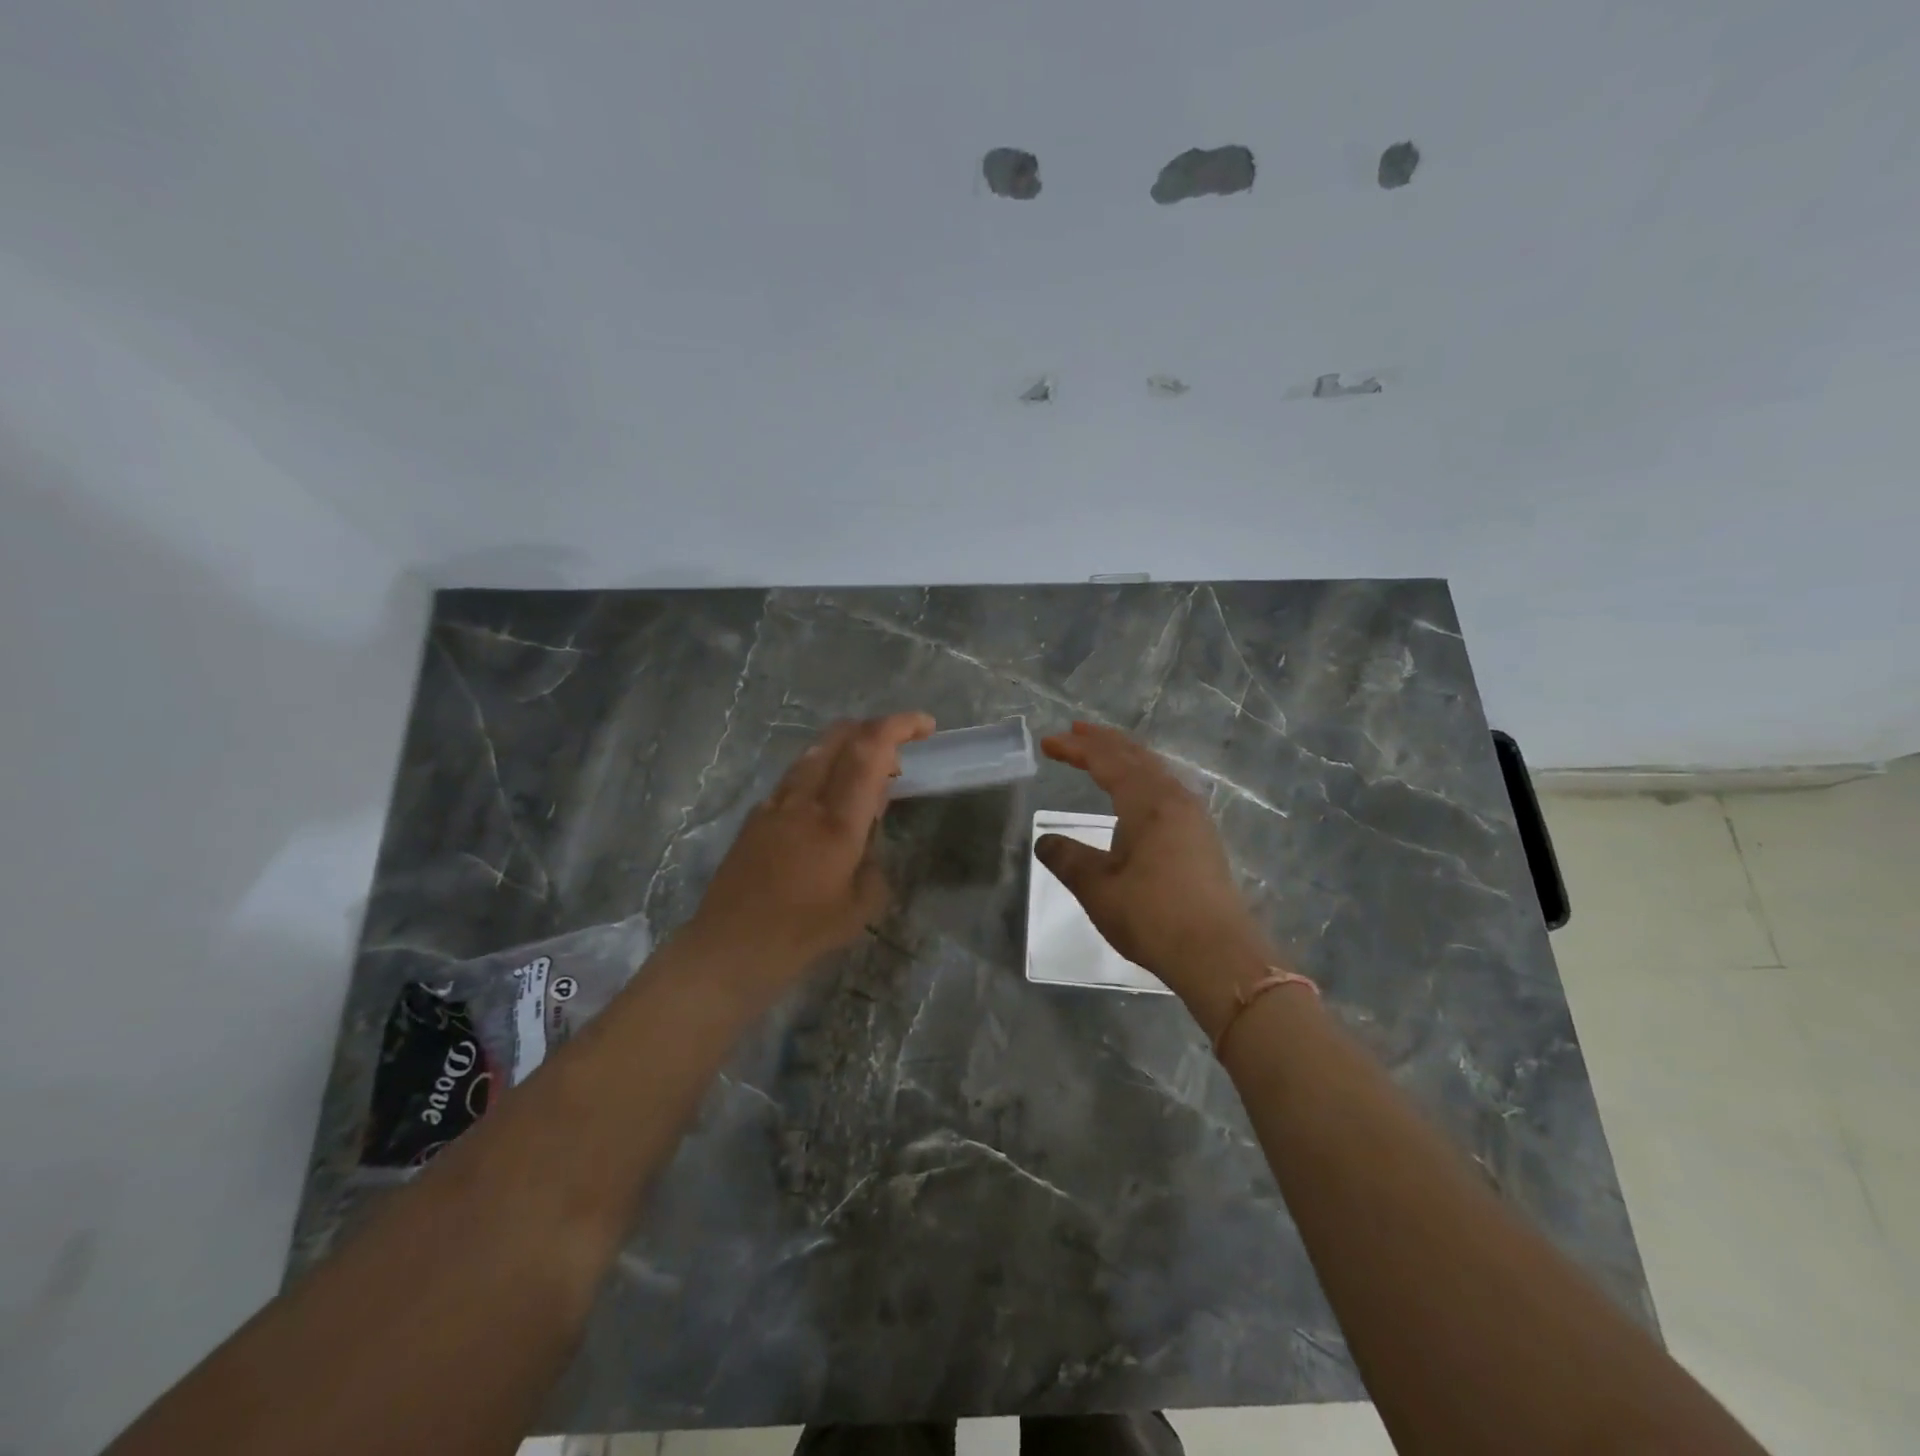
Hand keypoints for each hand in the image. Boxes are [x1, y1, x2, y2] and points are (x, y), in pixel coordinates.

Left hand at [685, 712, 934, 984]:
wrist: (730, 948)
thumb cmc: (802, 933)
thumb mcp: (860, 906)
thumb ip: (874, 861)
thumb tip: (869, 831)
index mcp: (837, 822)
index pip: (870, 751)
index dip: (899, 727)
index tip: (925, 726)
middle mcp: (805, 800)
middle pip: (839, 736)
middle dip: (875, 728)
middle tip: (900, 748)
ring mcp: (775, 803)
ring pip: (814, 752)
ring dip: (846, 748)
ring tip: (866, 775)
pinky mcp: (756, 815)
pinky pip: (795, 778)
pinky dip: (821, 773)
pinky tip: (826, 803)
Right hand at [1037, 722, 1274, 1016]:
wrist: (1217, 955)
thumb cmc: (1152, 916)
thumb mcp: (1098, 888)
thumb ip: (1068, 859)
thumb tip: (1045, 841)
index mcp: (1148, 802)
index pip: (1106, 762)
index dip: (1076, 749)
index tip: (1048, 742)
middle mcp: (1174, 800)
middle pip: (1136, 757)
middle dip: (1104, 742)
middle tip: (1076, 731)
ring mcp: (1194, 819)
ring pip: (1156, 772)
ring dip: (1127, 758)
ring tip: (1105, 753)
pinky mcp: (1203, 839)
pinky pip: (1168, 790)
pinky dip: (1144, 778)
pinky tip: (1140, 793)